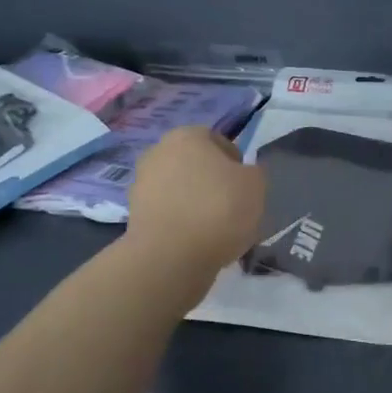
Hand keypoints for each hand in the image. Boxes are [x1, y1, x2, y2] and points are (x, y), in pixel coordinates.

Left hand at [125, 126, 266, 276]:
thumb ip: (252, 173)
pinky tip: (196, 241)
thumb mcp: (256, 185)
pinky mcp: (135, 214)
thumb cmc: (218, 210)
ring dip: (196, 203)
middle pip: (196, 165)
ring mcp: (142, 183)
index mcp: (187, 136)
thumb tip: (242, 175)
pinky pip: (169, 213)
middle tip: (232, 208)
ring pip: (181, 189)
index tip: (245, 188)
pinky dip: (182, 223)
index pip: (218, 141)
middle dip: (212, 183)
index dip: (236, 164)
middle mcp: (158, 152)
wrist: (171, 257)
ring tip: (215, 230)